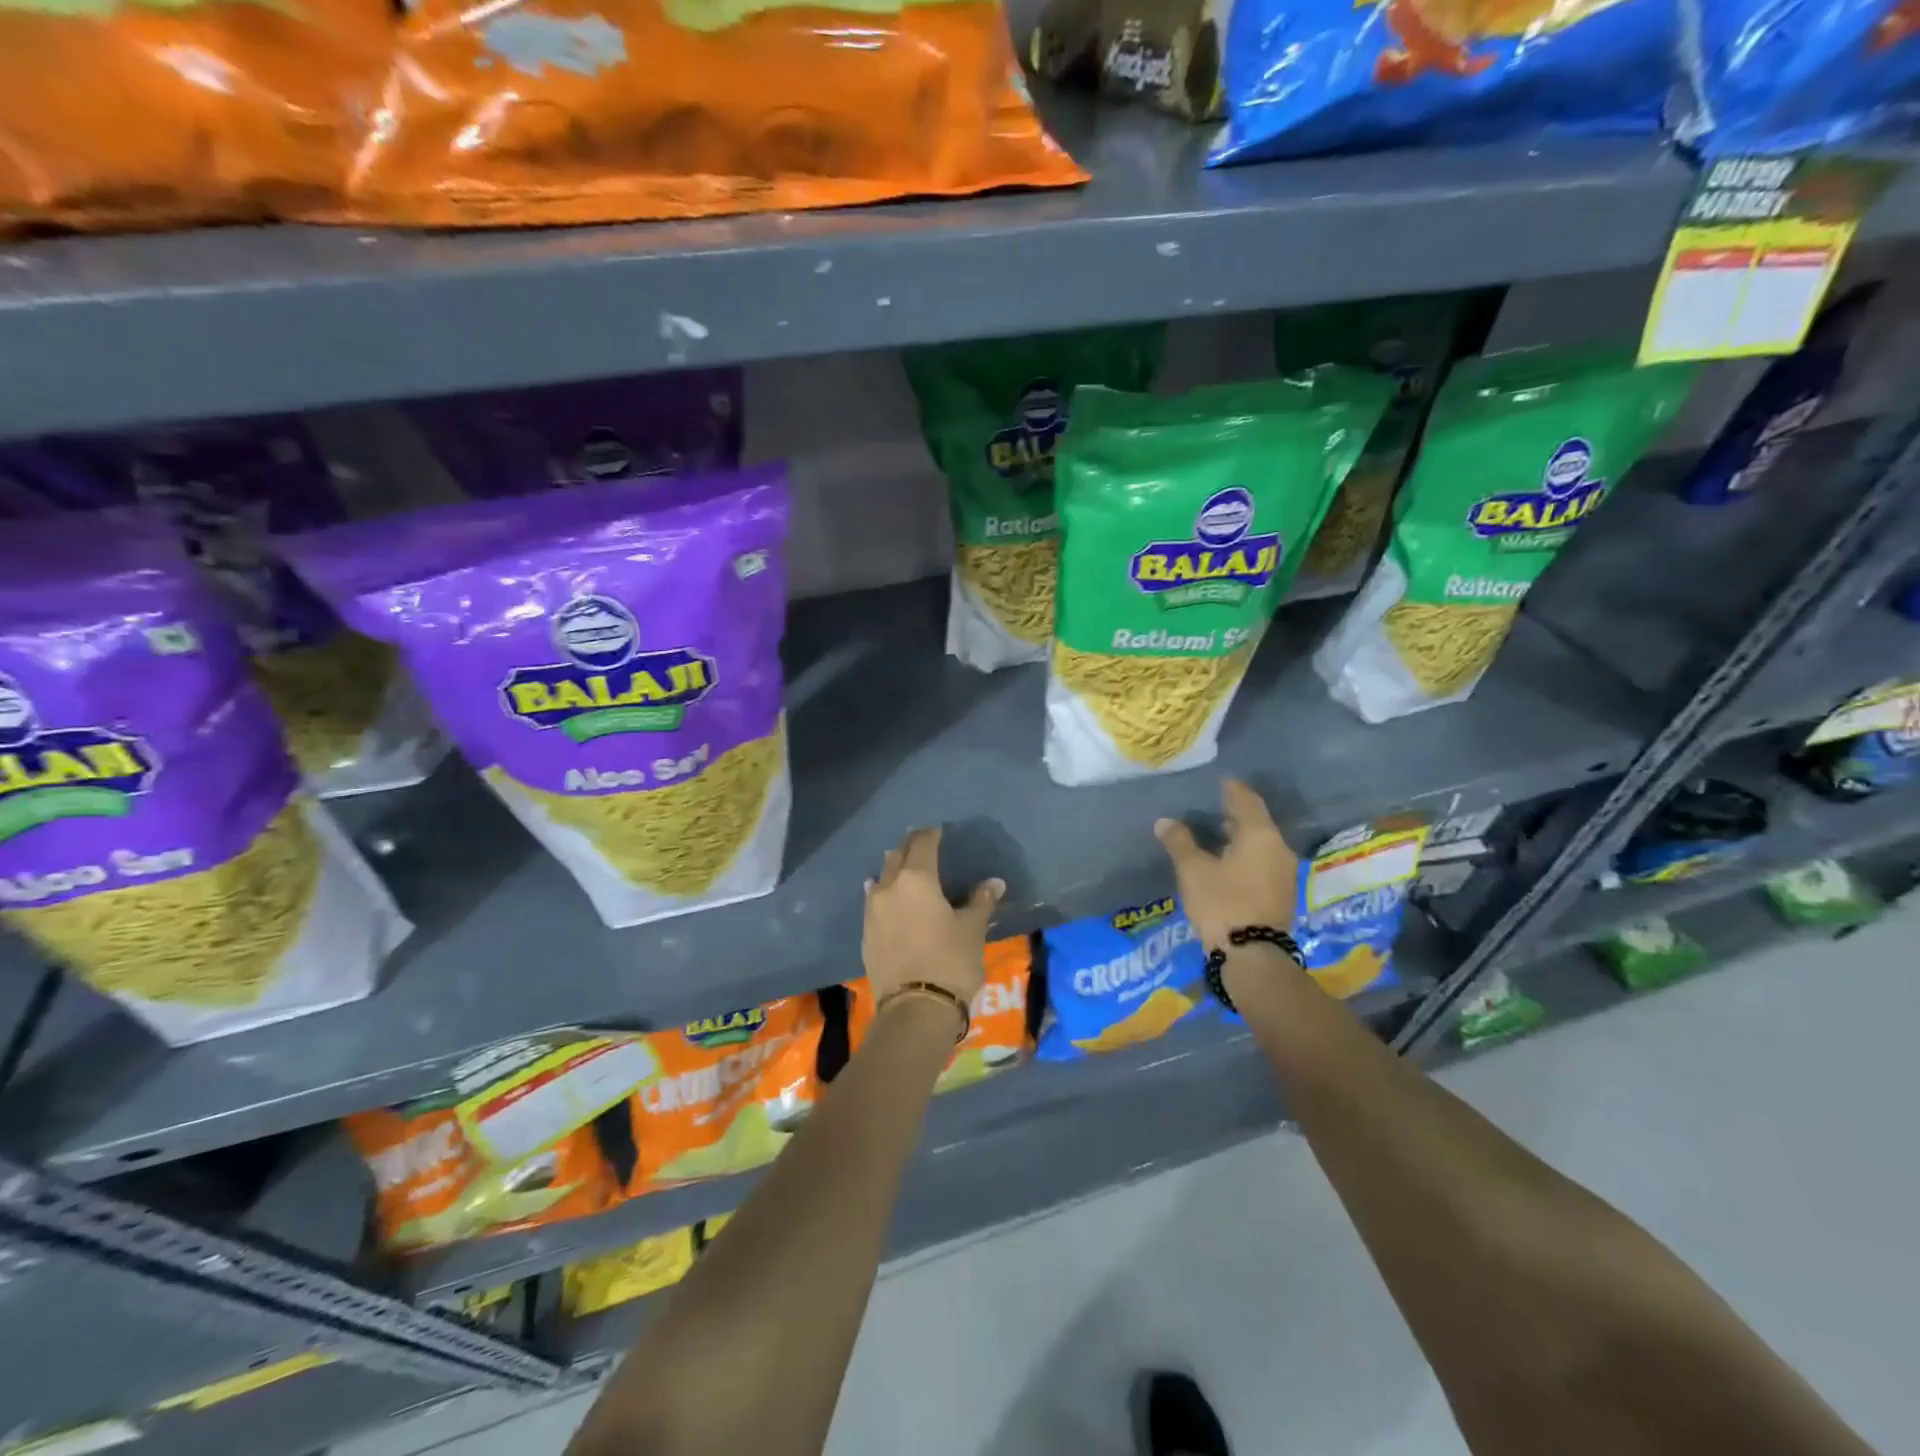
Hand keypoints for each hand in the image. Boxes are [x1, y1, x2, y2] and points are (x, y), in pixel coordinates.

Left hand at [862, 827, 1003, 1005]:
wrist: (915, 1009)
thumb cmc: (950, 961)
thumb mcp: (972, 929)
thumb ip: (980, 901)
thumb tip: (994, 882)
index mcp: (917, 879)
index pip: (922, 845)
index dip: (930, 835)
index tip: (937, 830)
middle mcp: (888, 888)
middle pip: (897, 858)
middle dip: (909, 848)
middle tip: (920, 844)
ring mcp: (872, 912)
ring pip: (881, 879)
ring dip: (892, 870)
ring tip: (901, 869)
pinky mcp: (866, 936)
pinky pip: (873, 904)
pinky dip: (883, 896)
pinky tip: (886, 900)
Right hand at [1154, 779, 1299, 951]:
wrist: (1252, 956)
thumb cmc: (1222, 903)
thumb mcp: (1193, 870)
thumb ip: (1179, 842)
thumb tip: (1165, 821)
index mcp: (1260, 835)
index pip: (1247, 801)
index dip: (1232, 789)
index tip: (1220, 781)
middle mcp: (1279, 849)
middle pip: (1258, 822)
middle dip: (1237, 813)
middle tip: (1214, 806)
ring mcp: (1284, 874)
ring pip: (1262, 845)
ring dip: (1242, 837)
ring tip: (1218, 834)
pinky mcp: (1282, 895)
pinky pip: (1263, 863)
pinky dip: (1247, 856)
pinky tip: (1229, 862)